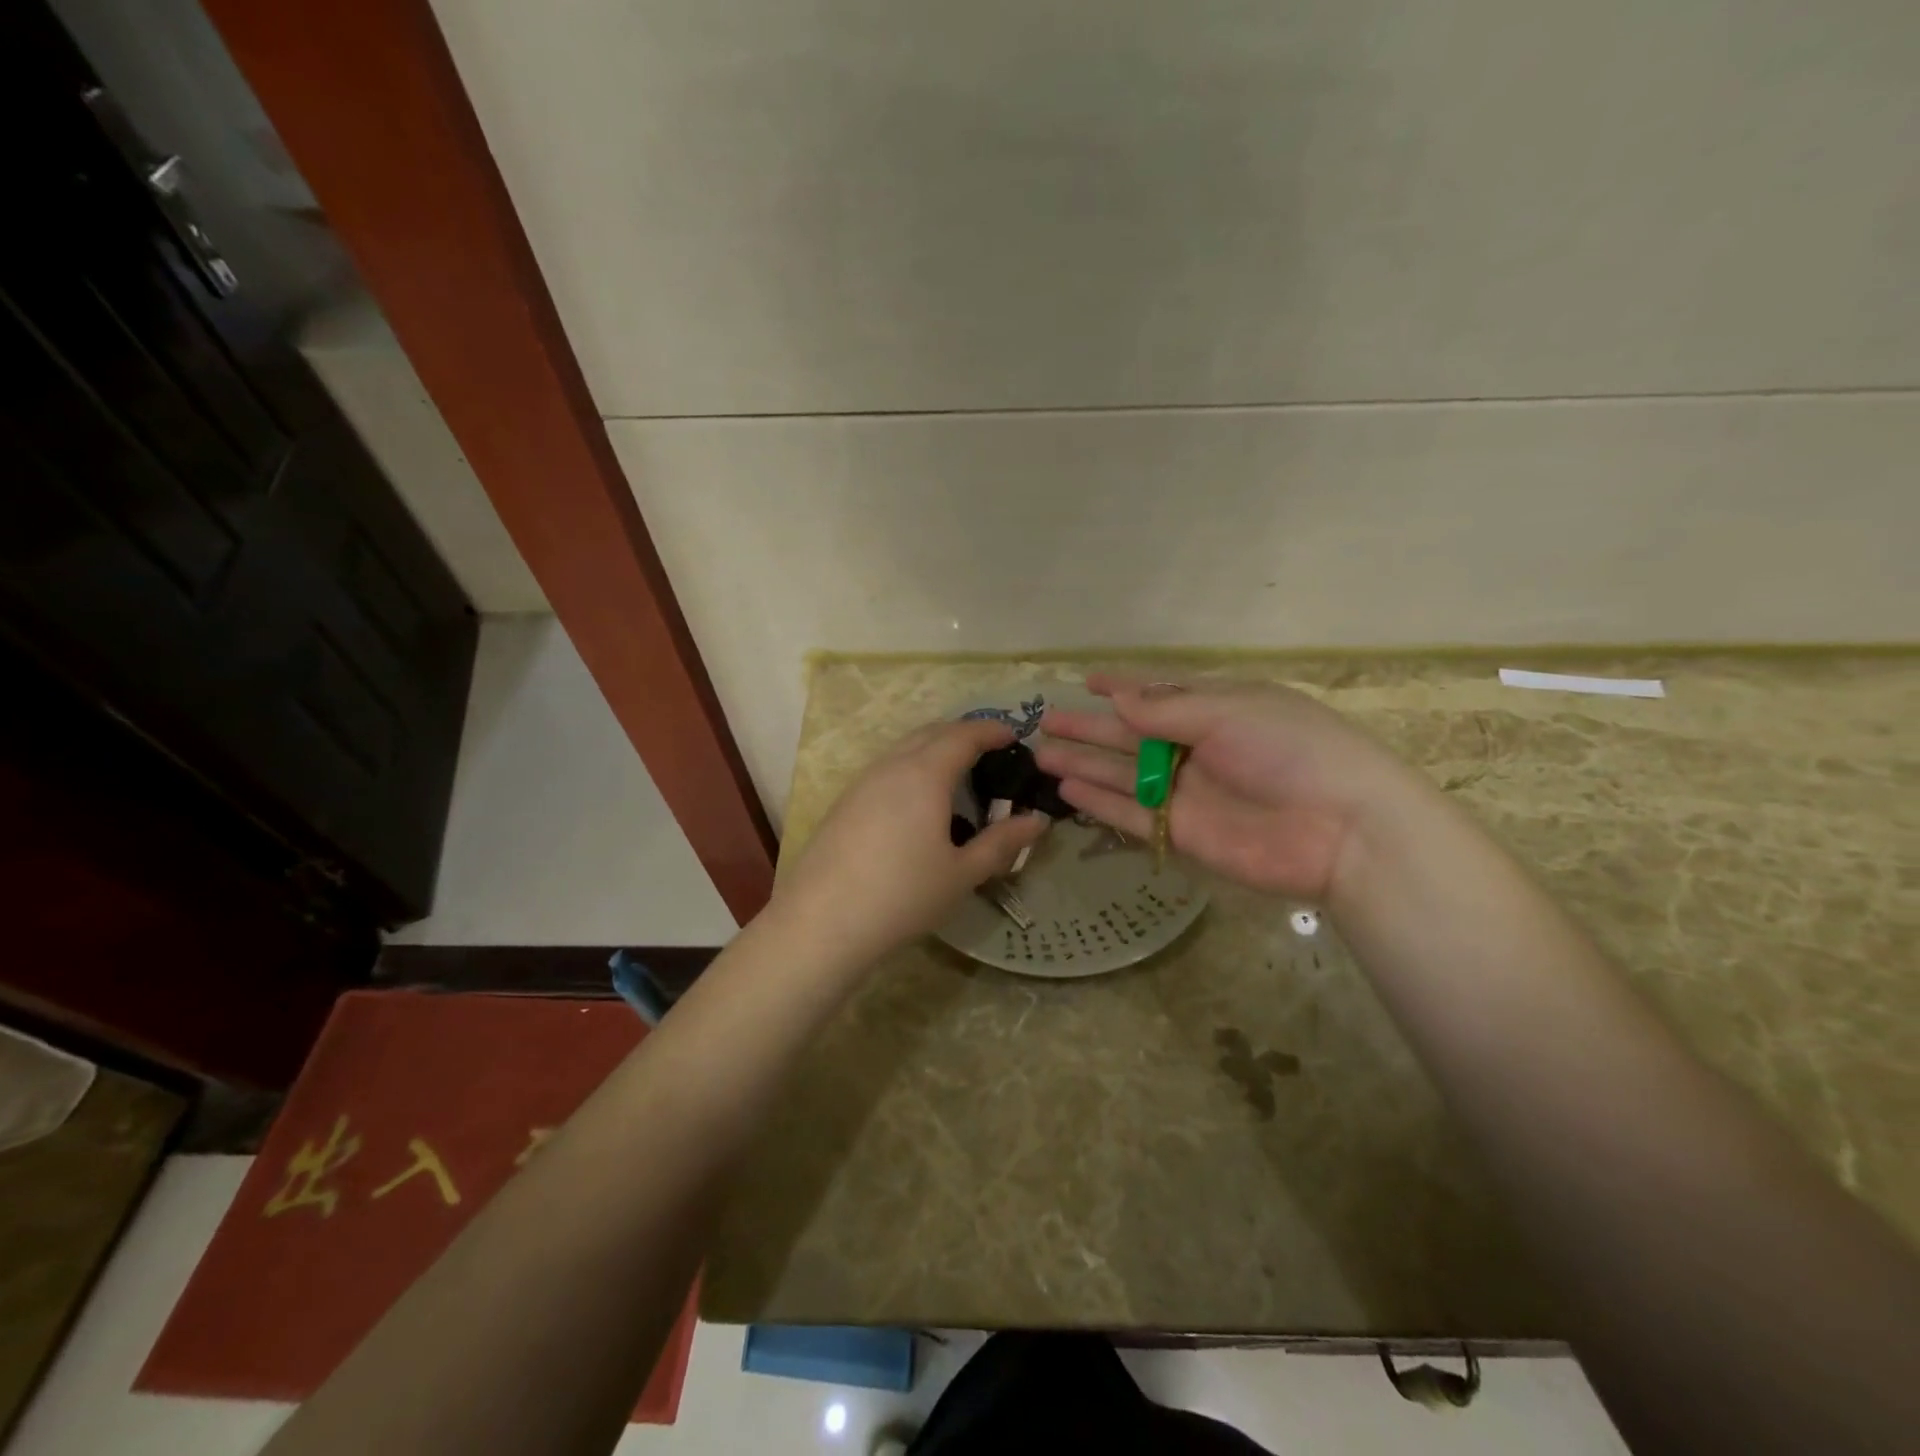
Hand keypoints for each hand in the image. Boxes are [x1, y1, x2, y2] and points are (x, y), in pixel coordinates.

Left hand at [768, 719, 1049, 970]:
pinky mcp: (843, 803)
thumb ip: (1002, 843)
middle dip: (963, 735)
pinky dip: (911, 768)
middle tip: (989, 754)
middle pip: (931, 733)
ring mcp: (861, 782)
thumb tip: (1037, 821)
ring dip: (934, 750)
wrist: (822, 922)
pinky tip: (916, 804)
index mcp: (924, 774)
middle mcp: (891, 766)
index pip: (964, 735)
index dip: (992, 730)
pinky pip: (885, 769)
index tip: (1014, 737)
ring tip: (956, 777)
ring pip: (904, 749)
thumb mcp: (962, 873)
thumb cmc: (903, 895)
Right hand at [1033, 674, 1431, 901]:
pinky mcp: (1182, 833)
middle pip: (1131, 735)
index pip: (1159, 694)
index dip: (1123, 686)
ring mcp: (1188, 793)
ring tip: (1042, 755)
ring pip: (1124, 775)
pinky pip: (1132, 814)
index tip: (1086, 680)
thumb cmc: (1292, 752)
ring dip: (1085, 764)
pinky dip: (1100, 803)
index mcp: (1218, 709)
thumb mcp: (1231, 713)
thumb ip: (1168, 711)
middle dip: (1090, 728)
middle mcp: (1198, 749)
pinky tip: (1068, 791)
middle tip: (1046, 722)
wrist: (1343, 831)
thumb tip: (1118, 700)